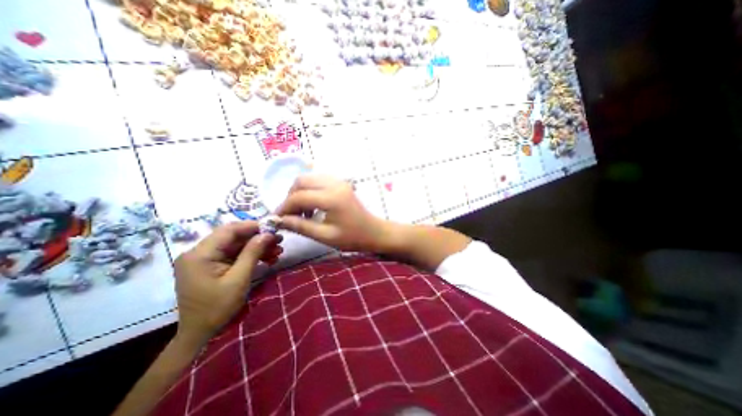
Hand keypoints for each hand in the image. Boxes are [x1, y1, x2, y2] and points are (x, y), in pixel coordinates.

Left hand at [172, 223, 283, 346]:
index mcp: (200, 254)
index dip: (253, 226)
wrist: (200, 334)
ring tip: (278, 251)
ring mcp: (205, 259)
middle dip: (258, 238)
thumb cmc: (217, 308)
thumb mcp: (239, 279)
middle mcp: (199, 253)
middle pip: (234, 237)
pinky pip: (234, 255)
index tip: (274, 228)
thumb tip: (268, 233)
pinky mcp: (211, 265)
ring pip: (236, 245)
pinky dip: (251, 256)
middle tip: (279, 240)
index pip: (229, 230)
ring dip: (258, 247)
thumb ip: (252, 253)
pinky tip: (268, 259)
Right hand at [274, 174, 387, 251]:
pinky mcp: (341, 184)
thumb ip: (300, 226)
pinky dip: (309, 191)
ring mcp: (339, 182)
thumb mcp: (325, 236)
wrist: (374, 232)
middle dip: (290, 197)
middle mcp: (334, 184)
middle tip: (288, 215)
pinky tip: (312, 206)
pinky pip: (318, 181)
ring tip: (300, 213)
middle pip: (301, 181)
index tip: (277, 219)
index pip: (299, 196)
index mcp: (332, 197)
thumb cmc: (352, 237)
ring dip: (299, 193)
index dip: (284, 207)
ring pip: (309, 179)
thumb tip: (279, 221)